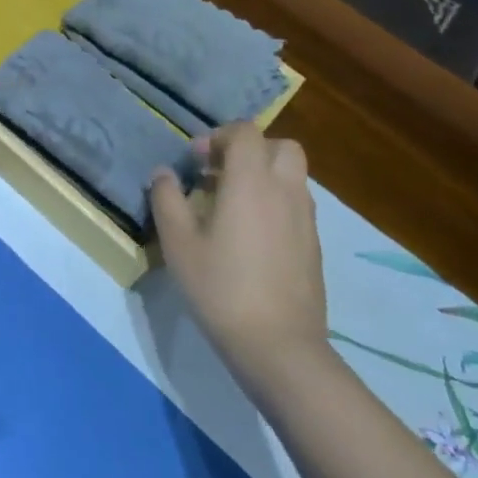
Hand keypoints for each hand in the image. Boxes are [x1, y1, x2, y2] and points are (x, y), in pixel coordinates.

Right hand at [150, 123, 327, 390]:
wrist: (278, 345)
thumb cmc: (219, 286)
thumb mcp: (177, 241)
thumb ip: (167, 198)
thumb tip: (163, 173)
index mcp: (251, 182)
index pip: (246, 133)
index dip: (218, 136)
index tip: (195, 160)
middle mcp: (285, 191)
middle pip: (281, 146)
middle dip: (250, 149)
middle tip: (219, 173)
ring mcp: (305, 219)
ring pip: (292, 175)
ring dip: (263, 175)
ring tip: (230, 204)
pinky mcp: (313, 245)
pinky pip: (296, 204)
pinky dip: (274, 202)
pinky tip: (249, 235)